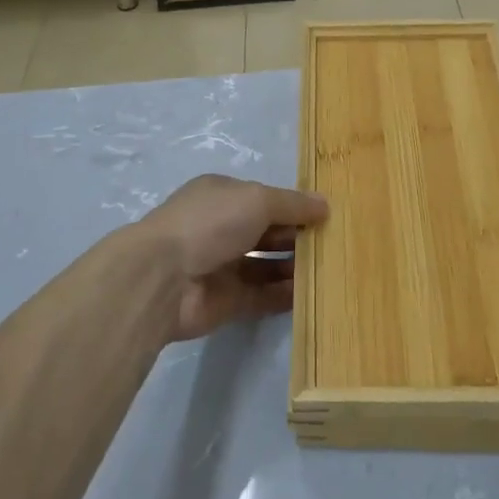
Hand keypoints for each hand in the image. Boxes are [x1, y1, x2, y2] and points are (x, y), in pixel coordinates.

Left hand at [138, 175, 328, 341]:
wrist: (163, 278)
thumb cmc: (210, 223)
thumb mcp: (256, 199)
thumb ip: (292, 203)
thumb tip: (325, 205)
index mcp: (222, 196)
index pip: (264, 199)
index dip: (294, 206)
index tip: (327, 216)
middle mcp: (220, 228)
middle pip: (267, 232)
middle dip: (298, 237)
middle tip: (336, 245)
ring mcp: (222, 266)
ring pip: (266, 266)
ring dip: (295, 267)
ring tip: (331, 270)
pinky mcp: (226, 302)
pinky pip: (262, 297)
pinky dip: (285, 296)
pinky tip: (313, 294)